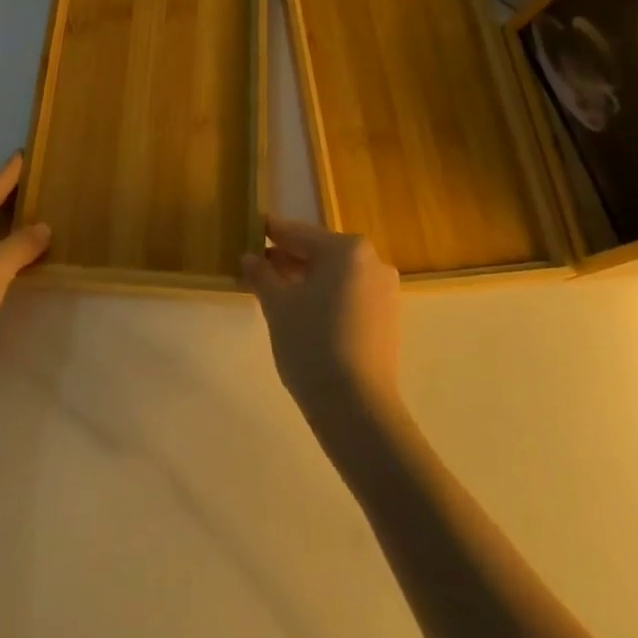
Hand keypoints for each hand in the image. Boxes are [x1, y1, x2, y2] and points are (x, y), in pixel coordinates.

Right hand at [242, 218, 401, 423]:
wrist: (357, 408)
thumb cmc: (312, 343)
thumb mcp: (277, 305)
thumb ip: (262, 274)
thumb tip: (249, 257)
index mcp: (346, 249)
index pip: (298, 233)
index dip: (270, 232)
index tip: (250, 229)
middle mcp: (372, 261)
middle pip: (319, 252)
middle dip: (287, 258)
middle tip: (256, 265)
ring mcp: (384, 291)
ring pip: (334, 275)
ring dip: (305, 279)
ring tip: (274, 290)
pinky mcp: (387, 318)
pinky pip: (348, 295)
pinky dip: (324, 297)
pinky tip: (301, 311)